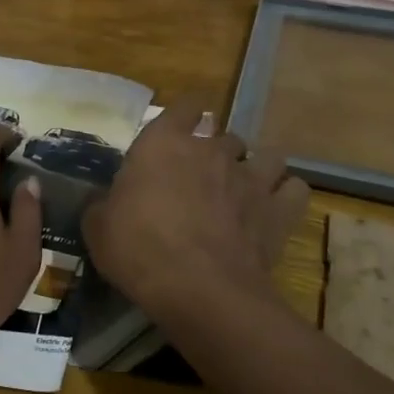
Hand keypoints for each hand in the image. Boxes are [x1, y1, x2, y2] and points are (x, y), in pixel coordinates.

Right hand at [83, 100, 308, 327]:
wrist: (198, 288)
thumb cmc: (139, 249)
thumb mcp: (99, 228)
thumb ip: (104, 206)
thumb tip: (105, 203)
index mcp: (164, 142)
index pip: (186, 105)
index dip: (188, 114)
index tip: (184, 126)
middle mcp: (211, 149)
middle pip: (225, 135)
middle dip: (219, 152)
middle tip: (205, 179)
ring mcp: (249, 176)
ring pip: (266, 155)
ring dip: (257, 168)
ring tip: (246, 191)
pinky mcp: (278, 209)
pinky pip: (295, 189)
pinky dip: (287, 197)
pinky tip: (275, 210)